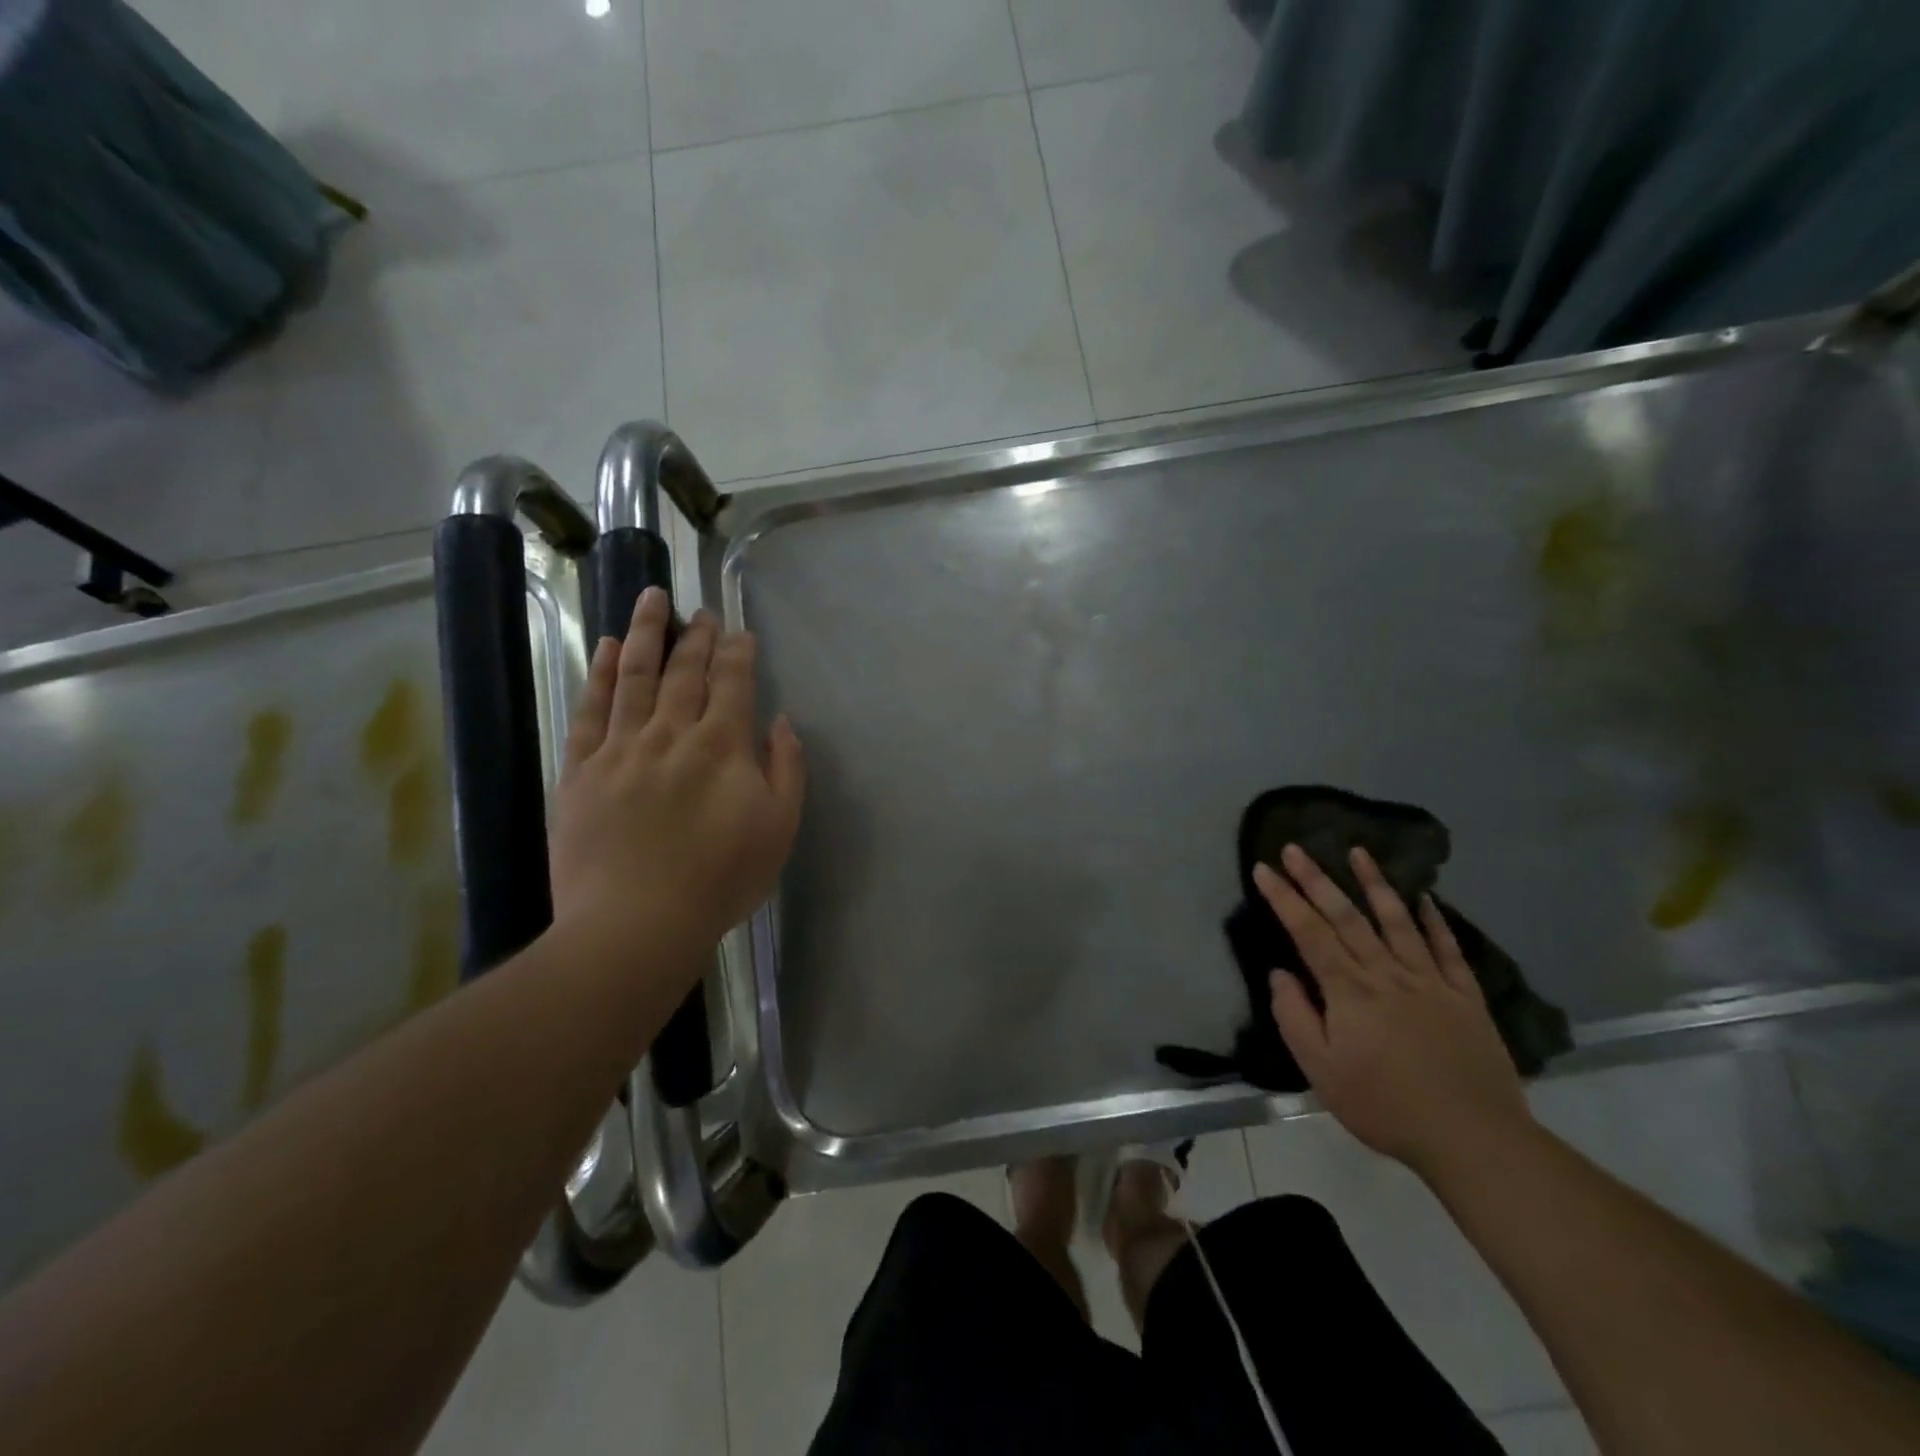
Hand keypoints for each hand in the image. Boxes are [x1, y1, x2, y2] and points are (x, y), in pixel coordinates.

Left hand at [548, 588, 803, 991]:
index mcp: (722, 746)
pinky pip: (591, 710)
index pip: (732, 683)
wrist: (636, 923)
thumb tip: (780, 722)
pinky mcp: (582, 770)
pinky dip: (600, 675)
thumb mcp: (779, 829)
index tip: (740, 632)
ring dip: (646, 634)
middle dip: (697, 637)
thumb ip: (786, 769)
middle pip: (685, 671)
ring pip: (635, 676)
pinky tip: (607, 650)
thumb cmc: (720, 880)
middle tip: (701, 611)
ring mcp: (622, 748)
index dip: (738, 653)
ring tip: (651, 600)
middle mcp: (672, 733)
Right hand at [1254, 844, 1531, 1178]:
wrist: (1472, 1137)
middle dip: (1316, 878)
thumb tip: (1280, 974)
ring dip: (1374, 883)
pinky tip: (1424, 898)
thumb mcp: (1321, 1070)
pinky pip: (1447, 948)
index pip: (1308, 932)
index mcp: (1348, 990)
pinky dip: (1434, 920)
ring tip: (1358, 851)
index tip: (1263, 869)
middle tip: (1295, 847)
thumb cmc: (1384, 1105)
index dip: (1283, 898)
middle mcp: (1385, 973)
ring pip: (1396, 920)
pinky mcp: (1464, 996)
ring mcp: (1428, 981)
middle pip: (1346, 916)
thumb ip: (1295, 1017)